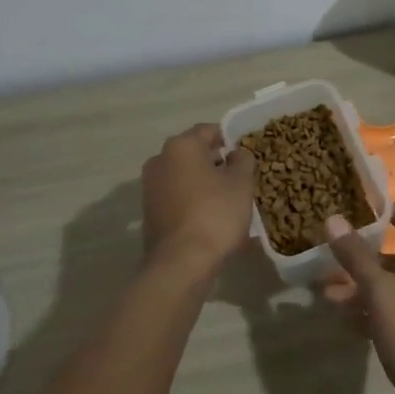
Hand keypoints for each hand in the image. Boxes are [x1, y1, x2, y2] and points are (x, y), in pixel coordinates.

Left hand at [141, 124, 256, 280]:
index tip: (245, 154)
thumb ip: (242, 160)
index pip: (209, 131)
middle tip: (239, 178)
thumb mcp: (241, 183)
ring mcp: (150, 187)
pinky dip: (192, 201)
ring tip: (227, 201)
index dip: (230, 139)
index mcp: (181, 146)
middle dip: (216, 162)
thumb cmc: (215, 214)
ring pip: (184, 177)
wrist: (181, 262)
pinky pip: (176, 198)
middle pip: (194, 153)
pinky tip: (210, 218)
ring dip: (204, 183)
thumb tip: (235, 153)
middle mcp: (160, 160)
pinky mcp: (149, 212)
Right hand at [324, 205, 394, 393]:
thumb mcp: (380, 292)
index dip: (390, 213)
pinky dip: (368, 312)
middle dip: (361, 260)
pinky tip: (341, 317)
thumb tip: (333, 219)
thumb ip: (356, 256)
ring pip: (389, 290)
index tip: (363, 204)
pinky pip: (389, 314)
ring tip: (325, 292)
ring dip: (359, 289)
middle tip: (329, 256)